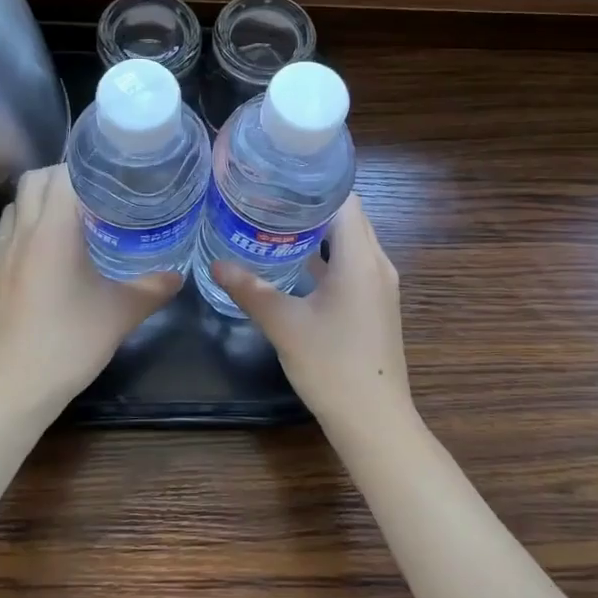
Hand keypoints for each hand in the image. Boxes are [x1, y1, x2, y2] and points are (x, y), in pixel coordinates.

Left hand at [0, 164, 182, 419]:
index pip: (60, 174)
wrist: (12, 387)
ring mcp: (0, 258)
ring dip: (39, 203)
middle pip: (31, 181)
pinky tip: (51, 260)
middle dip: (60, 178)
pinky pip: (8, 238)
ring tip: (71, 220)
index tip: (111, 175)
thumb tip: (178, 275)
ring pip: (15, 208)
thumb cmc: (68, 342)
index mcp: (52, 230)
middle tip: (95, 194)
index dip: (84, 167)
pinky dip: (28, 233)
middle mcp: (21, 234)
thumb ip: (152, 289)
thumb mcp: (120, 314)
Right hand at [213, 193, 414, 433]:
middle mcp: (377, 264)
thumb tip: (217, 264)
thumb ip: (250, 289)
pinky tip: (292, 263)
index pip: (344, 199)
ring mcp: (379, 286)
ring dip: (317, 231)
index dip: (313, 182)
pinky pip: (351, 265)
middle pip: (347, 217)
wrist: (374, 420)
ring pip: (350, 242)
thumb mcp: (284, 324)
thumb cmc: (332, 365)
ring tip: (274, 222)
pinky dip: (326, 256)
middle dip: (309, 204)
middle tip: (267, 196)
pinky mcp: (374, 305)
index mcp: (361, 258)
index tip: (277, 176)